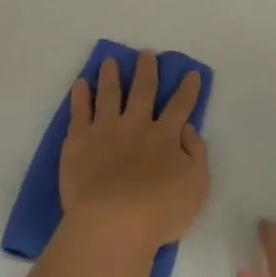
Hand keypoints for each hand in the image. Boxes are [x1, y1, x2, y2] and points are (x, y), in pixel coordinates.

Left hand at [59, 51, 208, 255]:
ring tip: (110, 61)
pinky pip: (79, 110)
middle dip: (147, 70)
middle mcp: (136, 125)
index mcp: (166, 136)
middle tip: (146, 54)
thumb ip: (196, 153)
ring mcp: (105, 129)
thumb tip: (188, 129)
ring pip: (109, 93)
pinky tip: (81, 83)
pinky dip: (81, 94)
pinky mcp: (79, 139)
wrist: (112, 222)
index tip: (190, 73)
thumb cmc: (159, 211)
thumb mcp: (196, 186)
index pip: (181, 106)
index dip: (188, 89)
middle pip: (143, 90)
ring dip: (111, 75)